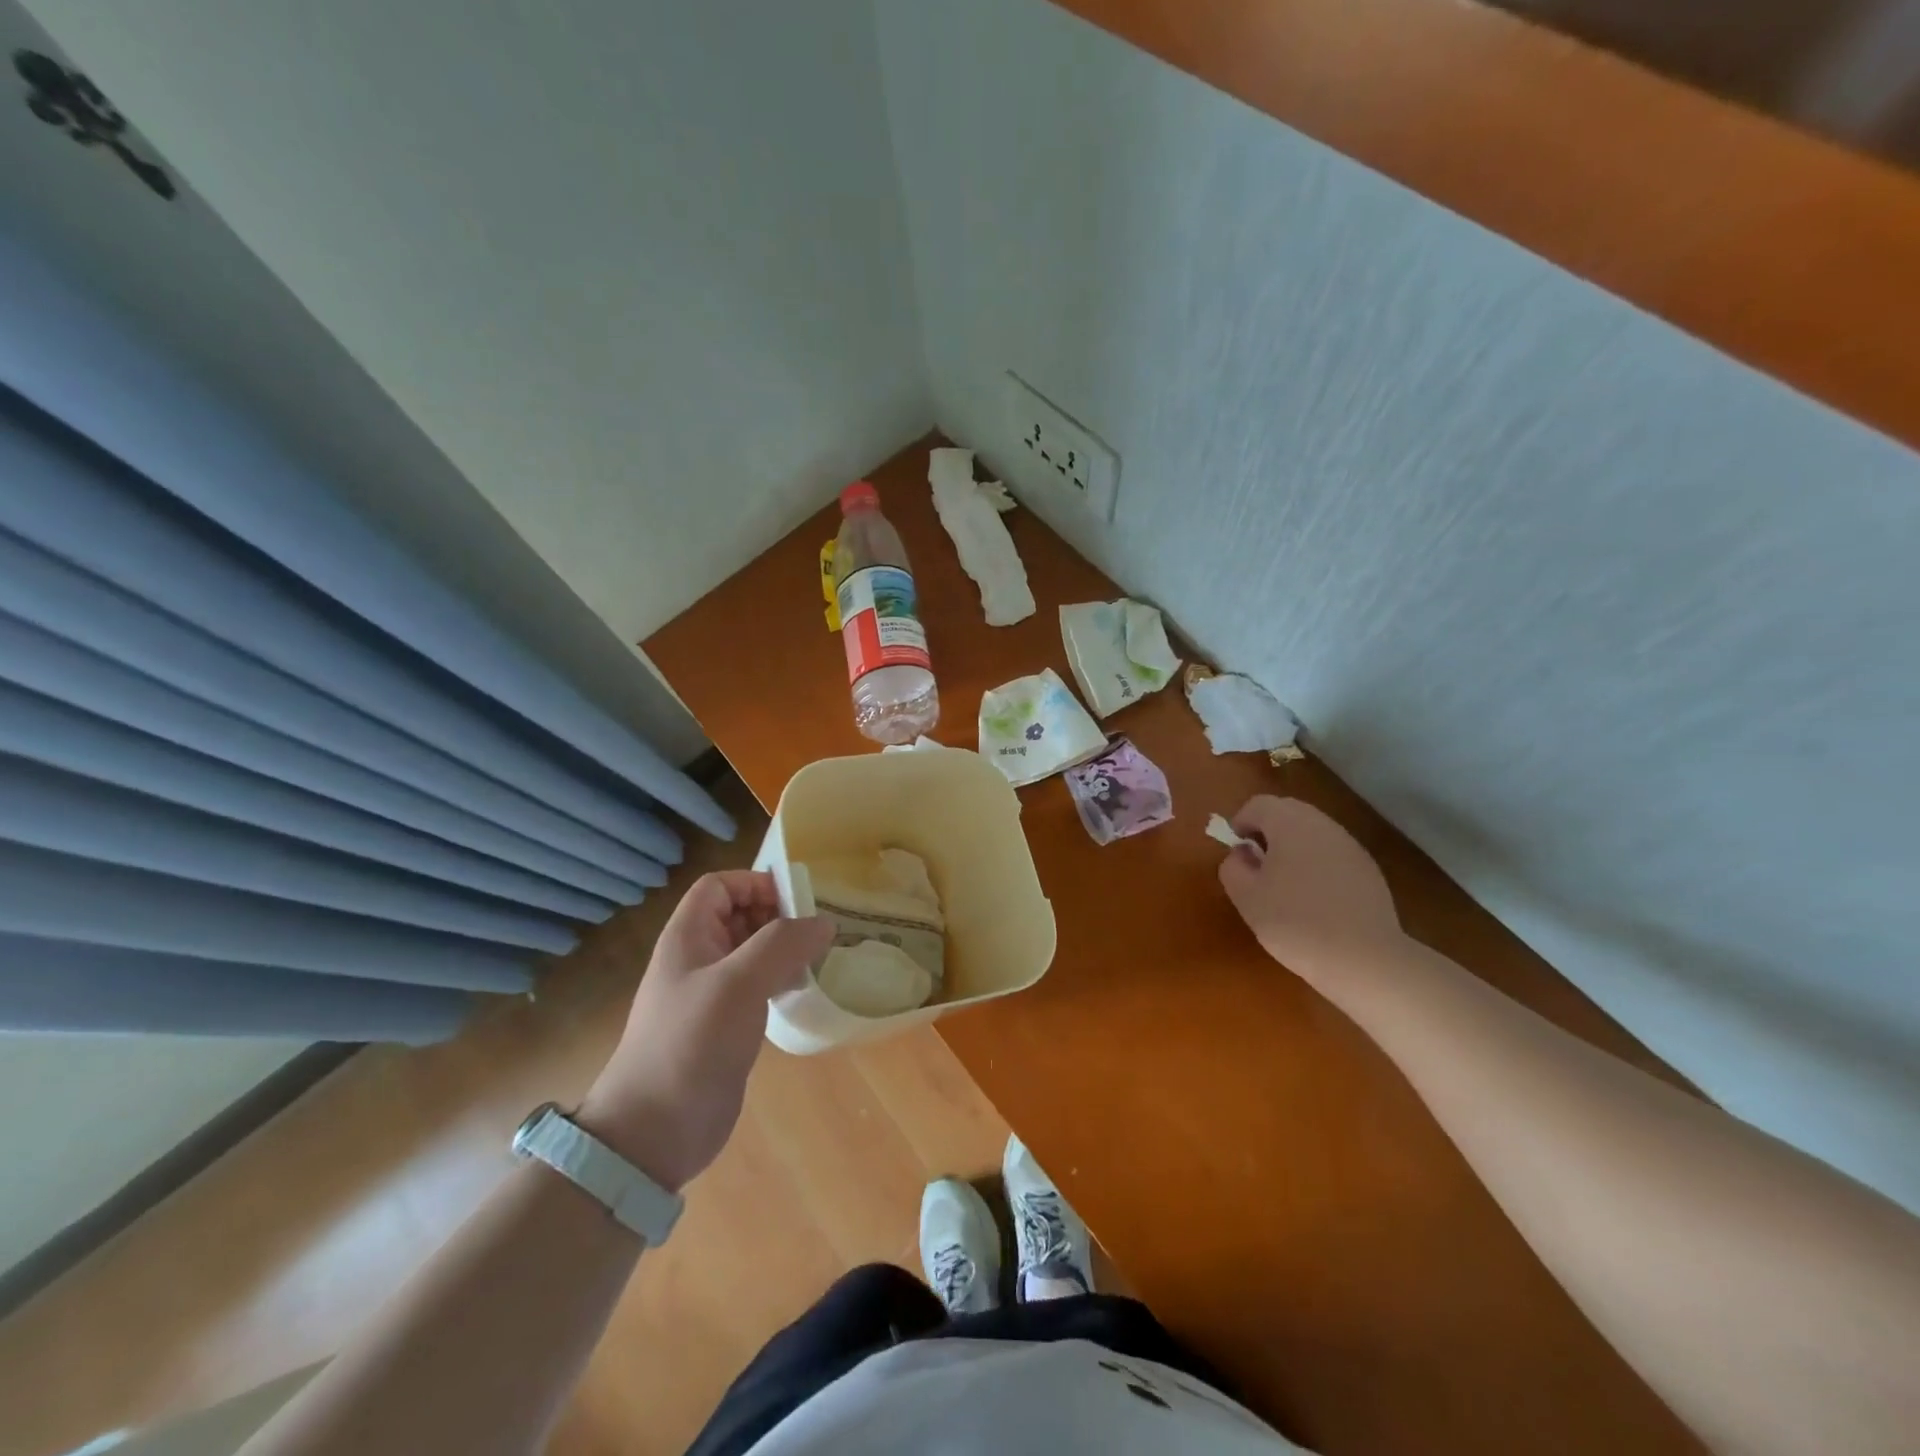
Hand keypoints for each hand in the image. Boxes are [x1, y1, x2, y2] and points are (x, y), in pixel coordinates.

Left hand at [577, 870, 832, 1191]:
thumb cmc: (691, 1042)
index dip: (755, 883)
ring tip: (818, 958)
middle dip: (777, 915)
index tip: (796, 901)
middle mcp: (698, 958)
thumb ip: (782, 944)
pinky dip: (781, 979)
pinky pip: (757, 986)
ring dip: (784, 949)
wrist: (655, 1130)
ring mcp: (711, 994)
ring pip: (752, 952)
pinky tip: (803, 991)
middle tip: (817, 931)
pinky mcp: (725, 1025)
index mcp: (688, 937)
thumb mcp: (738, 983)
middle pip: (739, 915)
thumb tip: (824, 922)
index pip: (720, 886)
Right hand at [1217, 795, 1402, 978]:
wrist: (1365, 959)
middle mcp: (1323, 825)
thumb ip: (1233, 867)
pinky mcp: (1369, 870)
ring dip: (1292, 847)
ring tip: (1284, 884)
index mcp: (1290, 824)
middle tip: (1257, 865)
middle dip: (1267, 831)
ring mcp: (1350, 846)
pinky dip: (1316, 864)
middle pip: (1288, 812)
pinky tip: (1315, 899)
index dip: (1240, 822)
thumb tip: (1242, 854)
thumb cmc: (1295, 923)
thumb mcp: (1247, 898)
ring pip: (1312, 832)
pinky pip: (1332, 853)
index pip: (1258, 804)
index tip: (1236, 852)